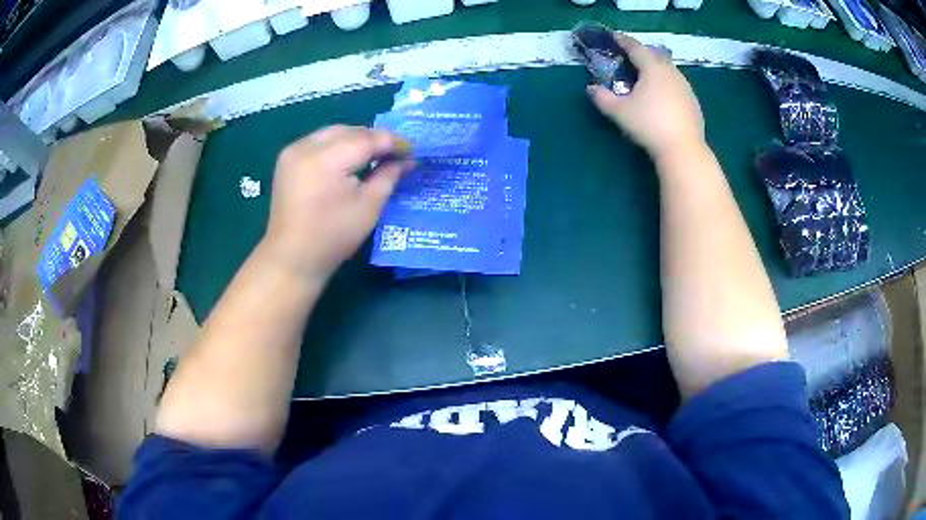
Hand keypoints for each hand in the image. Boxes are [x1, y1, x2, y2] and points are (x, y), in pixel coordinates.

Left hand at [263, 125, 412, 279]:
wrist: (292, 257)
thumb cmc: (333, 236)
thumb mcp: (369, 207)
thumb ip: (389, 176)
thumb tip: (406, 160)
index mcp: (327, 159)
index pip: (368, 138)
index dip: (393, 142)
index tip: (412, 151)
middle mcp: (307, 146)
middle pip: (350, 131)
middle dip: (374, 139)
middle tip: (395, 154)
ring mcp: (293, 150)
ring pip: (333, 132)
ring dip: (355, 139)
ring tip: (374, 155)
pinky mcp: (287, 158)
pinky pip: (318, 141)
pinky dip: (336, 144)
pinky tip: (347, 159)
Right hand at [587, 34, 705, 163]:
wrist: (683, 149)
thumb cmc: (649, 125)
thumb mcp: (619, 112)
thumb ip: (603, 98)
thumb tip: (591, 88)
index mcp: (653, 68)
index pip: (636, 48)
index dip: (623, 41)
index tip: (615, 37)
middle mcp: (671, 72)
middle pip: (655, 56)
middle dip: (641, 53)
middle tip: (630, 57)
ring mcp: (685, 87)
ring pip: (668, 70)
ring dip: (655, 68)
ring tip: (646, 76)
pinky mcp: (693, 102)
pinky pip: (677, 85)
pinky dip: (666, 83)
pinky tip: (662, 96)